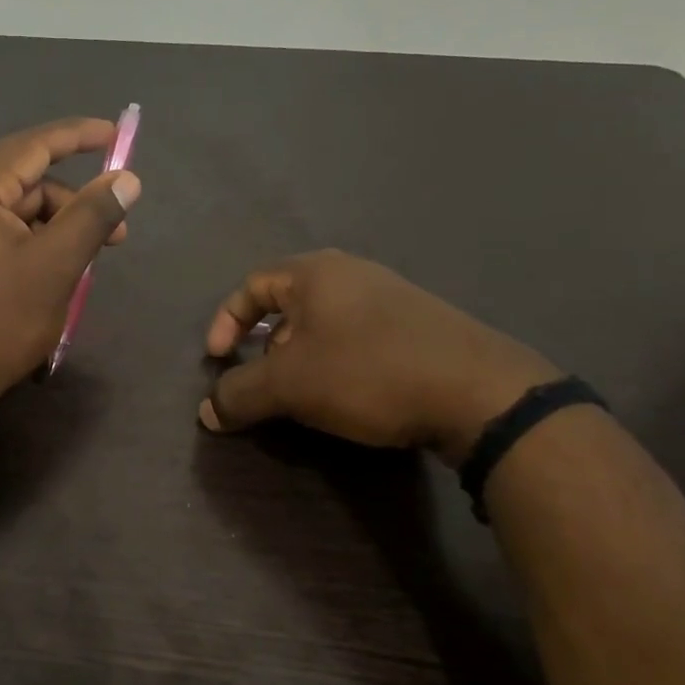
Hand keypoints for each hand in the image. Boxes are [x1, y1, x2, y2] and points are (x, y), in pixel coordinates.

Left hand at [0, 118, 141, 420]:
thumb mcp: (54, 267)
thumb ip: (91, 216)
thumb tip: (127, 178)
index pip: (33, 145)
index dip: (79, 136)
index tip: (117, 135)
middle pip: (27, 180)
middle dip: (74, 202)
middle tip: (116, 235)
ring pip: (17, 209)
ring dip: (56, 227)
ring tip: (85, 264)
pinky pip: (0, 231)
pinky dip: (33, 243)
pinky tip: (55, 272)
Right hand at [199, 251, 559, 465]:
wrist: (478, 392)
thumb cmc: (367, 373)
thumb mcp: (289, 386)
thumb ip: (238, 394)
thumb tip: (206, 411)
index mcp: (314, 273)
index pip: (251, 285)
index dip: (224, 322)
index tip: (217, 360)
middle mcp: (351, 273)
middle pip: (286, 304)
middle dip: (263, 346)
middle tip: (262, 381)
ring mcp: (391, 296)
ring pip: (322, 323)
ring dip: (299, 358)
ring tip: (302, 394)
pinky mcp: (418, 325)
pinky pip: (356, 336)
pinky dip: (335, 362)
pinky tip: (348, 394)